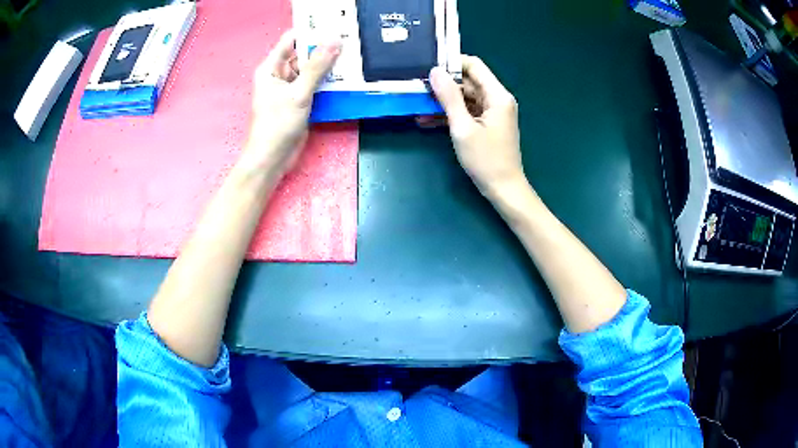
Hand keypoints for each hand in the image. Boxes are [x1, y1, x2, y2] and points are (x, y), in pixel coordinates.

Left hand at [240, 30, 340, 178]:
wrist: (272, 158)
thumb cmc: (277, 125)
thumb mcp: (298, 93)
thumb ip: (317, 67)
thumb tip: (334, 41)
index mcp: (271, 68)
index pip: (291, 40)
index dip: (310, 31)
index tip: (333, 24)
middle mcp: (280, 74)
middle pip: (304, 54)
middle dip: (324, 47)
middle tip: (350, 38)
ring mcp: (291, 87)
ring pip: (312, 69)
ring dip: (329, 65)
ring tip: (354, 54)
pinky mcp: (301, 100)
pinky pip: (316, 84)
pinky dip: (329, 81)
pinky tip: (347, 76)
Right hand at [429, 56, 524, 199]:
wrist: (503, 189)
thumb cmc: (486, 160)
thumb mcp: (463, 127)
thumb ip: (449, 98)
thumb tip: (435, 72)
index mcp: (497, 95)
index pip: (474, 66)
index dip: (451, 63)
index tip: (428, 67)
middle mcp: (496, 99)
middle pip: (468, 81)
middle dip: (443, 83)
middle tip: (416, 86)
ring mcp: (491, 112)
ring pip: (464, 97)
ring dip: (442, 101)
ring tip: (416, 104)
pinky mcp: (486, 124)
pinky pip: (466, 111)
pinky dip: (449, 114)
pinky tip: (426, 120)